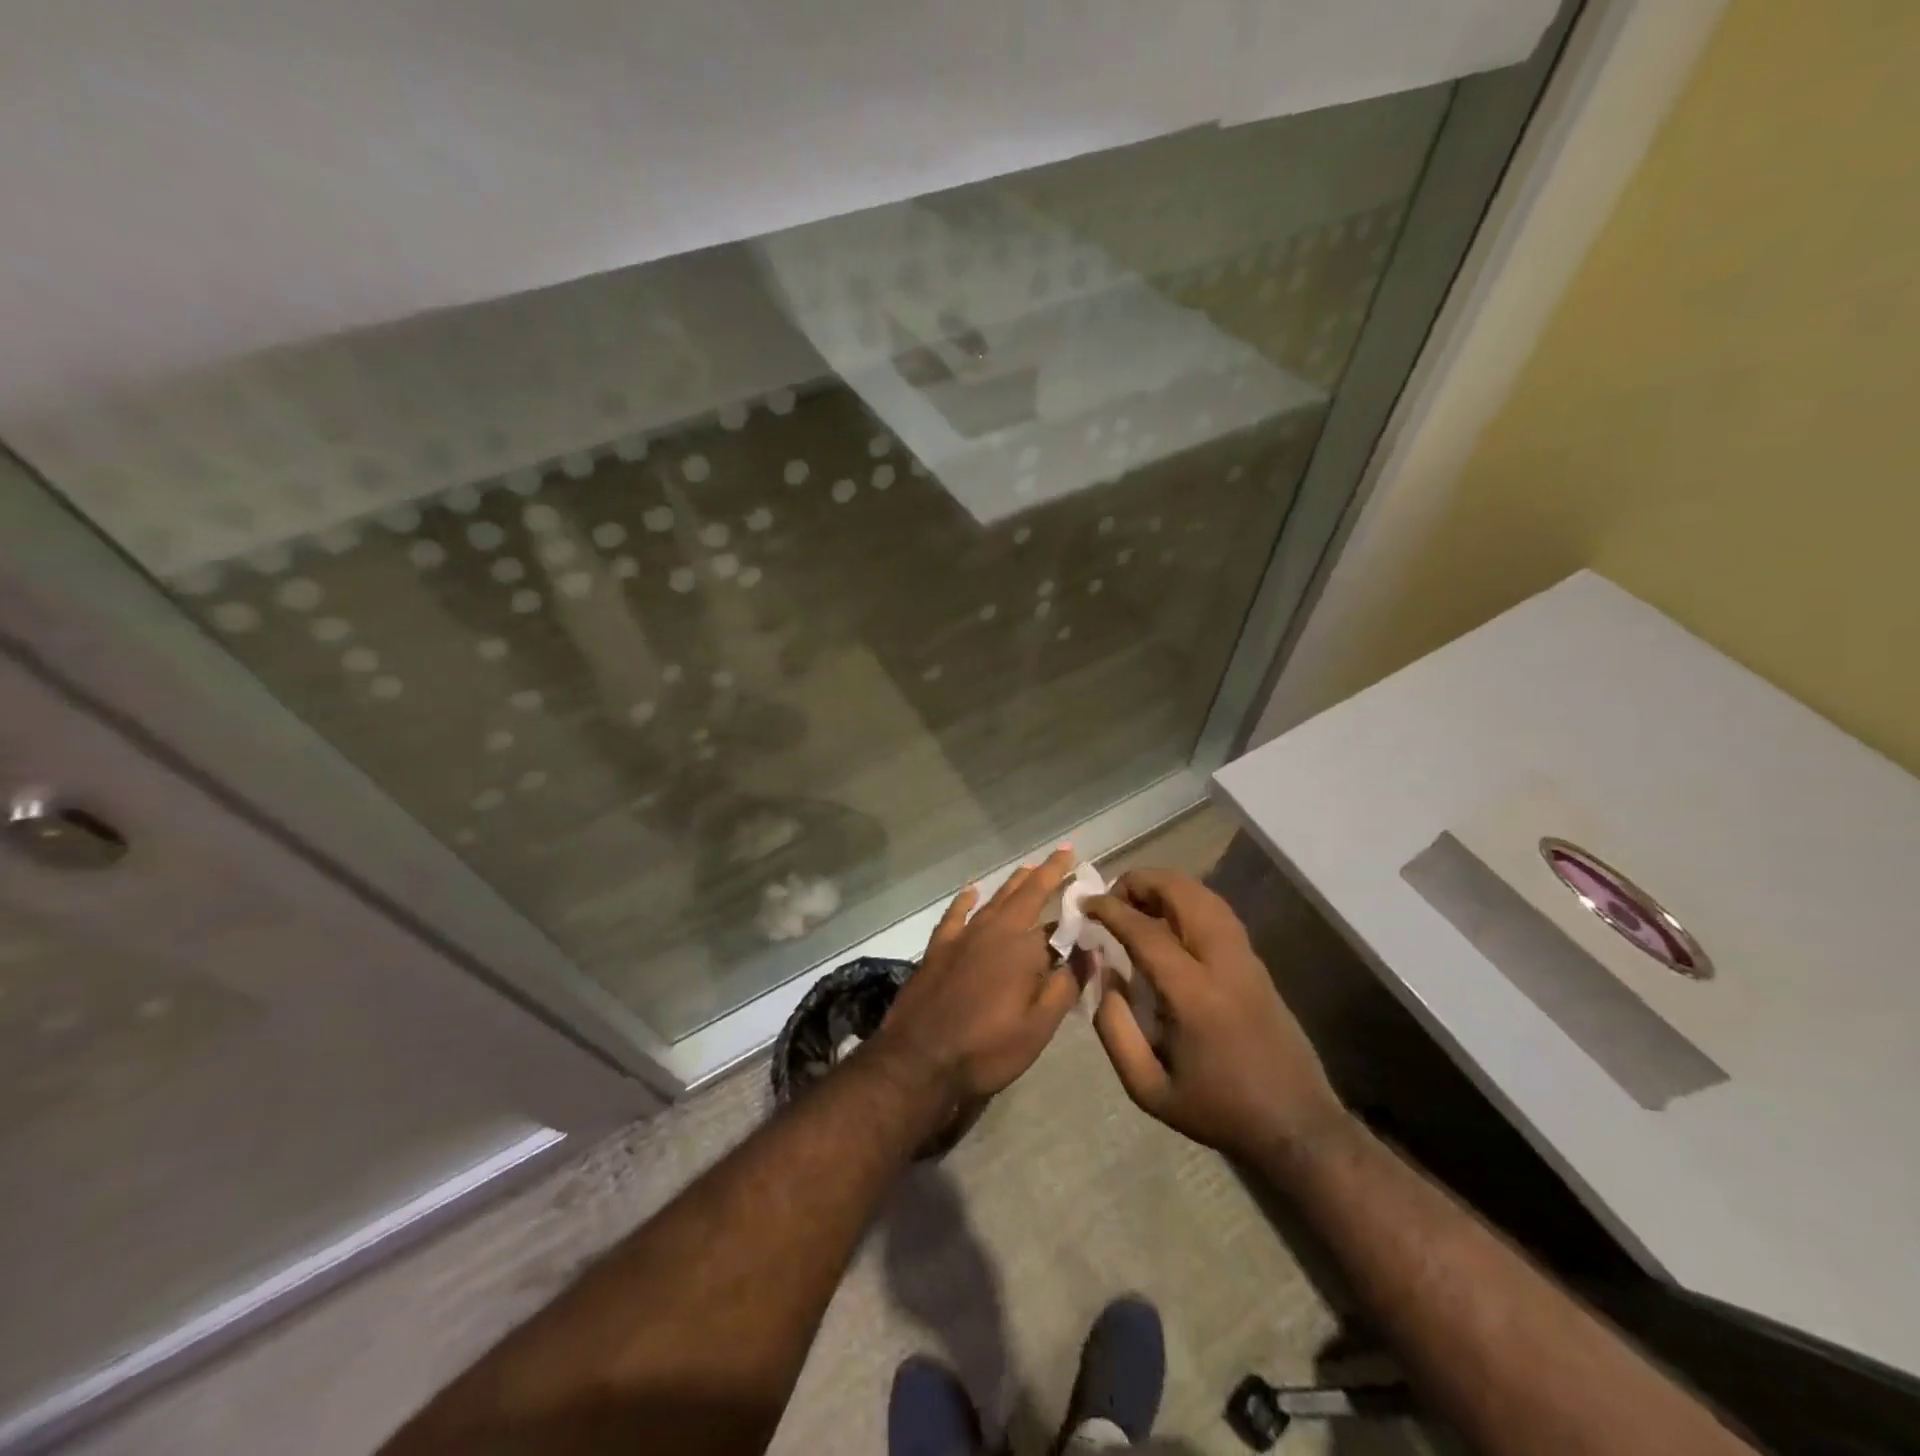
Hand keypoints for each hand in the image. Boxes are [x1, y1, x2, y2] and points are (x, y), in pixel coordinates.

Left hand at [872, 846, 1079, 1105]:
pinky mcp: (938, 948)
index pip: (1057, 919)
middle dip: (1047, 872)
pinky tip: (971, 892)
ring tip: (1029, 867)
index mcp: (1023, 949)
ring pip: (994, 899)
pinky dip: (965, 901)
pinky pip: (955, 915)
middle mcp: (994, 931)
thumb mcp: (1038, 1027)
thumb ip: (1066, 985)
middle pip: (1025, 894)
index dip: (1074, 904)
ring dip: (1014, 882)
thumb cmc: (986, 1049)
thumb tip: (1091, 950)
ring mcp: (962, 937)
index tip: (1088, 884)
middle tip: (1063, 852)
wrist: (919, 1060)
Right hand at [1085, 868, 1350, 1163]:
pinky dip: (1189, 900)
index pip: (1146, 931)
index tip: (1085, 903)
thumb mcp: (1148, 1088)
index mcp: (1194, 996)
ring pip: (1206, 896)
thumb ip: (1114, 1029)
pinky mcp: (1259, 963)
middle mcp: (1224, 964)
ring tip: (1138, 902)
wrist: (1296, 1125)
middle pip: (1184, 894)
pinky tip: (1170, 919)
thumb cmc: (1217, 1109)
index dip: (1111, 910)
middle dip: (1142, 882)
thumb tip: (1103, 974)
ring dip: (1167, 887)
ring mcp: (1247, 959)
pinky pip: (1220, 912)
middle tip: (1113, 897)